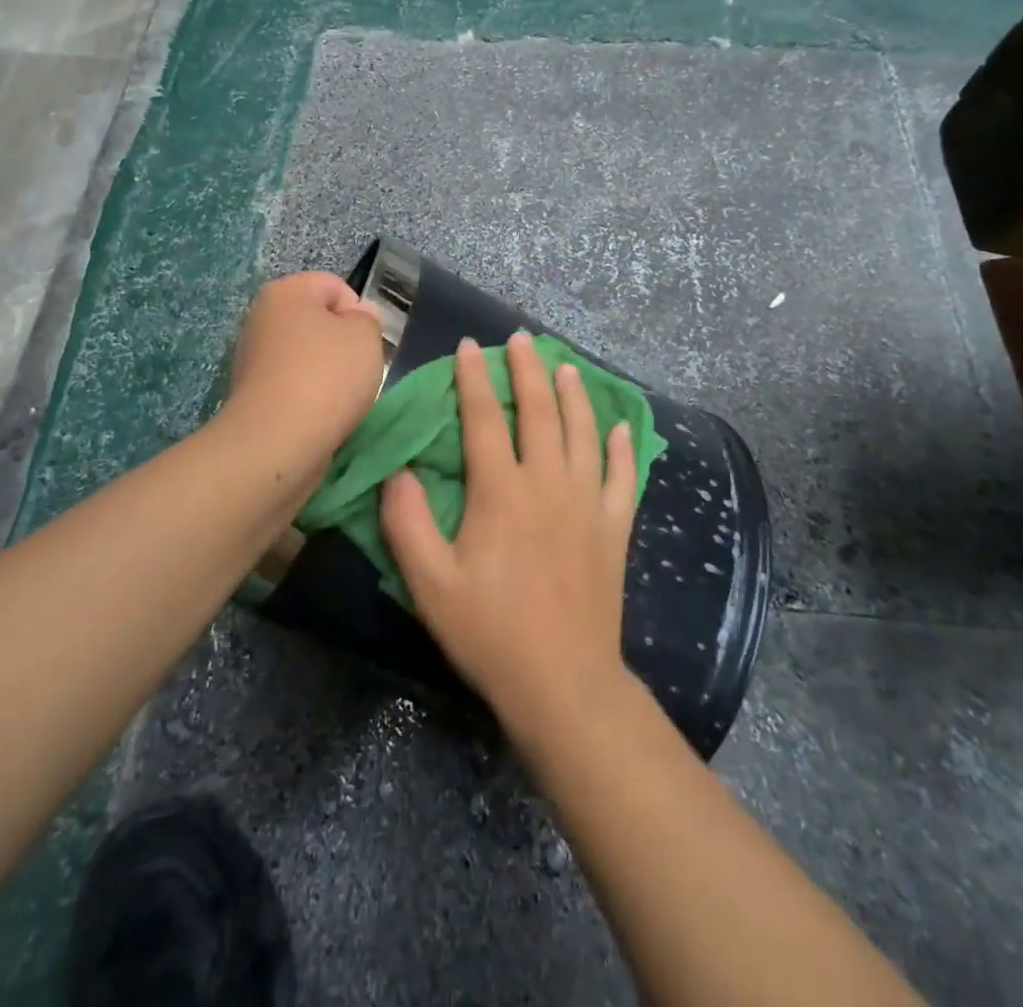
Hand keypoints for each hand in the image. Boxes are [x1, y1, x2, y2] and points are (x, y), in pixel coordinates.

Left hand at [222, 271, 383, 469]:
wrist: (277, 443)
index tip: (366, 344)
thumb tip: (355, 318)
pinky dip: (310, 398)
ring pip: (307, 357)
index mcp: (285, 292)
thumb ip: (367, 319)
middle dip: (343, 345)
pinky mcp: (252, 395)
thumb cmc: (326, 377)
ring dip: (328, 375)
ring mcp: (252, 358)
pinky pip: (294, 386)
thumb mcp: (366, 336)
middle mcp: (261, 318)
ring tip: (340, 399)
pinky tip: (321, 416)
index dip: (359, 313)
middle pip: (318, 322)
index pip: (334, 286)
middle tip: (358, 371)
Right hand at [381, 332, 638, 738]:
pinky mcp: (614, 528)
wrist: (563, 682)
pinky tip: (619, 426)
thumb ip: (407, 523)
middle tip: (522, 339)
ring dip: (574, 394)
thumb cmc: (490, 632)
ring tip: (566, 366)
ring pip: (584, 432)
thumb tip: (399, 472)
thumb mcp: (430, 583)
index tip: (470, 346)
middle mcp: (548, 483)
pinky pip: (623, 476)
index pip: (484, 419)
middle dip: (528, 370)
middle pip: (540, 411)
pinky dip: (621, 446)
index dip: (474, 379)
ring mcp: (588, 503)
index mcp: (501, 492)